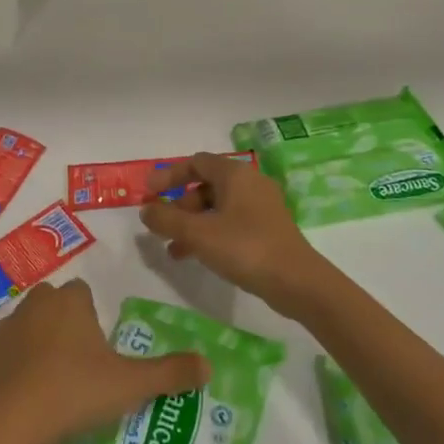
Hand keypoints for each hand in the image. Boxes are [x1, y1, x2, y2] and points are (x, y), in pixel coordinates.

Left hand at [0, 279, 207, 443]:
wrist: (10, 423)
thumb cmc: (75, 392)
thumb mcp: (131, 385)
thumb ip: (170, 373)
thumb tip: (209, 365)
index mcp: (69, 301)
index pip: (82, 292)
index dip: (91, 316)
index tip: (99, 348)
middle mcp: (34, 304)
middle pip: (53, 304)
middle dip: (64, 325)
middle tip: (79, 365)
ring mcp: (4, 328)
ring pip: (26, 326)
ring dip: (37, 344)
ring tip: (52, 383)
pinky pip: (3, 354)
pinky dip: (12, 367)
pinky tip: (23, 396)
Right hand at [140, 152, 332, 313]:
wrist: (296, 281)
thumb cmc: (244, 247)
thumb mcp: (197, 234)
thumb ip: (166, 219)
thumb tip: (146, 210)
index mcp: (235, 175)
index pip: (196, 162)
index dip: (169, 176)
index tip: (149, 194)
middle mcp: (250, 184)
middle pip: (205, 186)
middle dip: (179, 206)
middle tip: (162, 227)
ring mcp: (262, 207)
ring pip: (217, 208)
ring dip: (192, 224)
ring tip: (174, 250)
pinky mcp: (267, 229)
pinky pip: (231, 223)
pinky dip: (210, 234)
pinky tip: (197, 257)